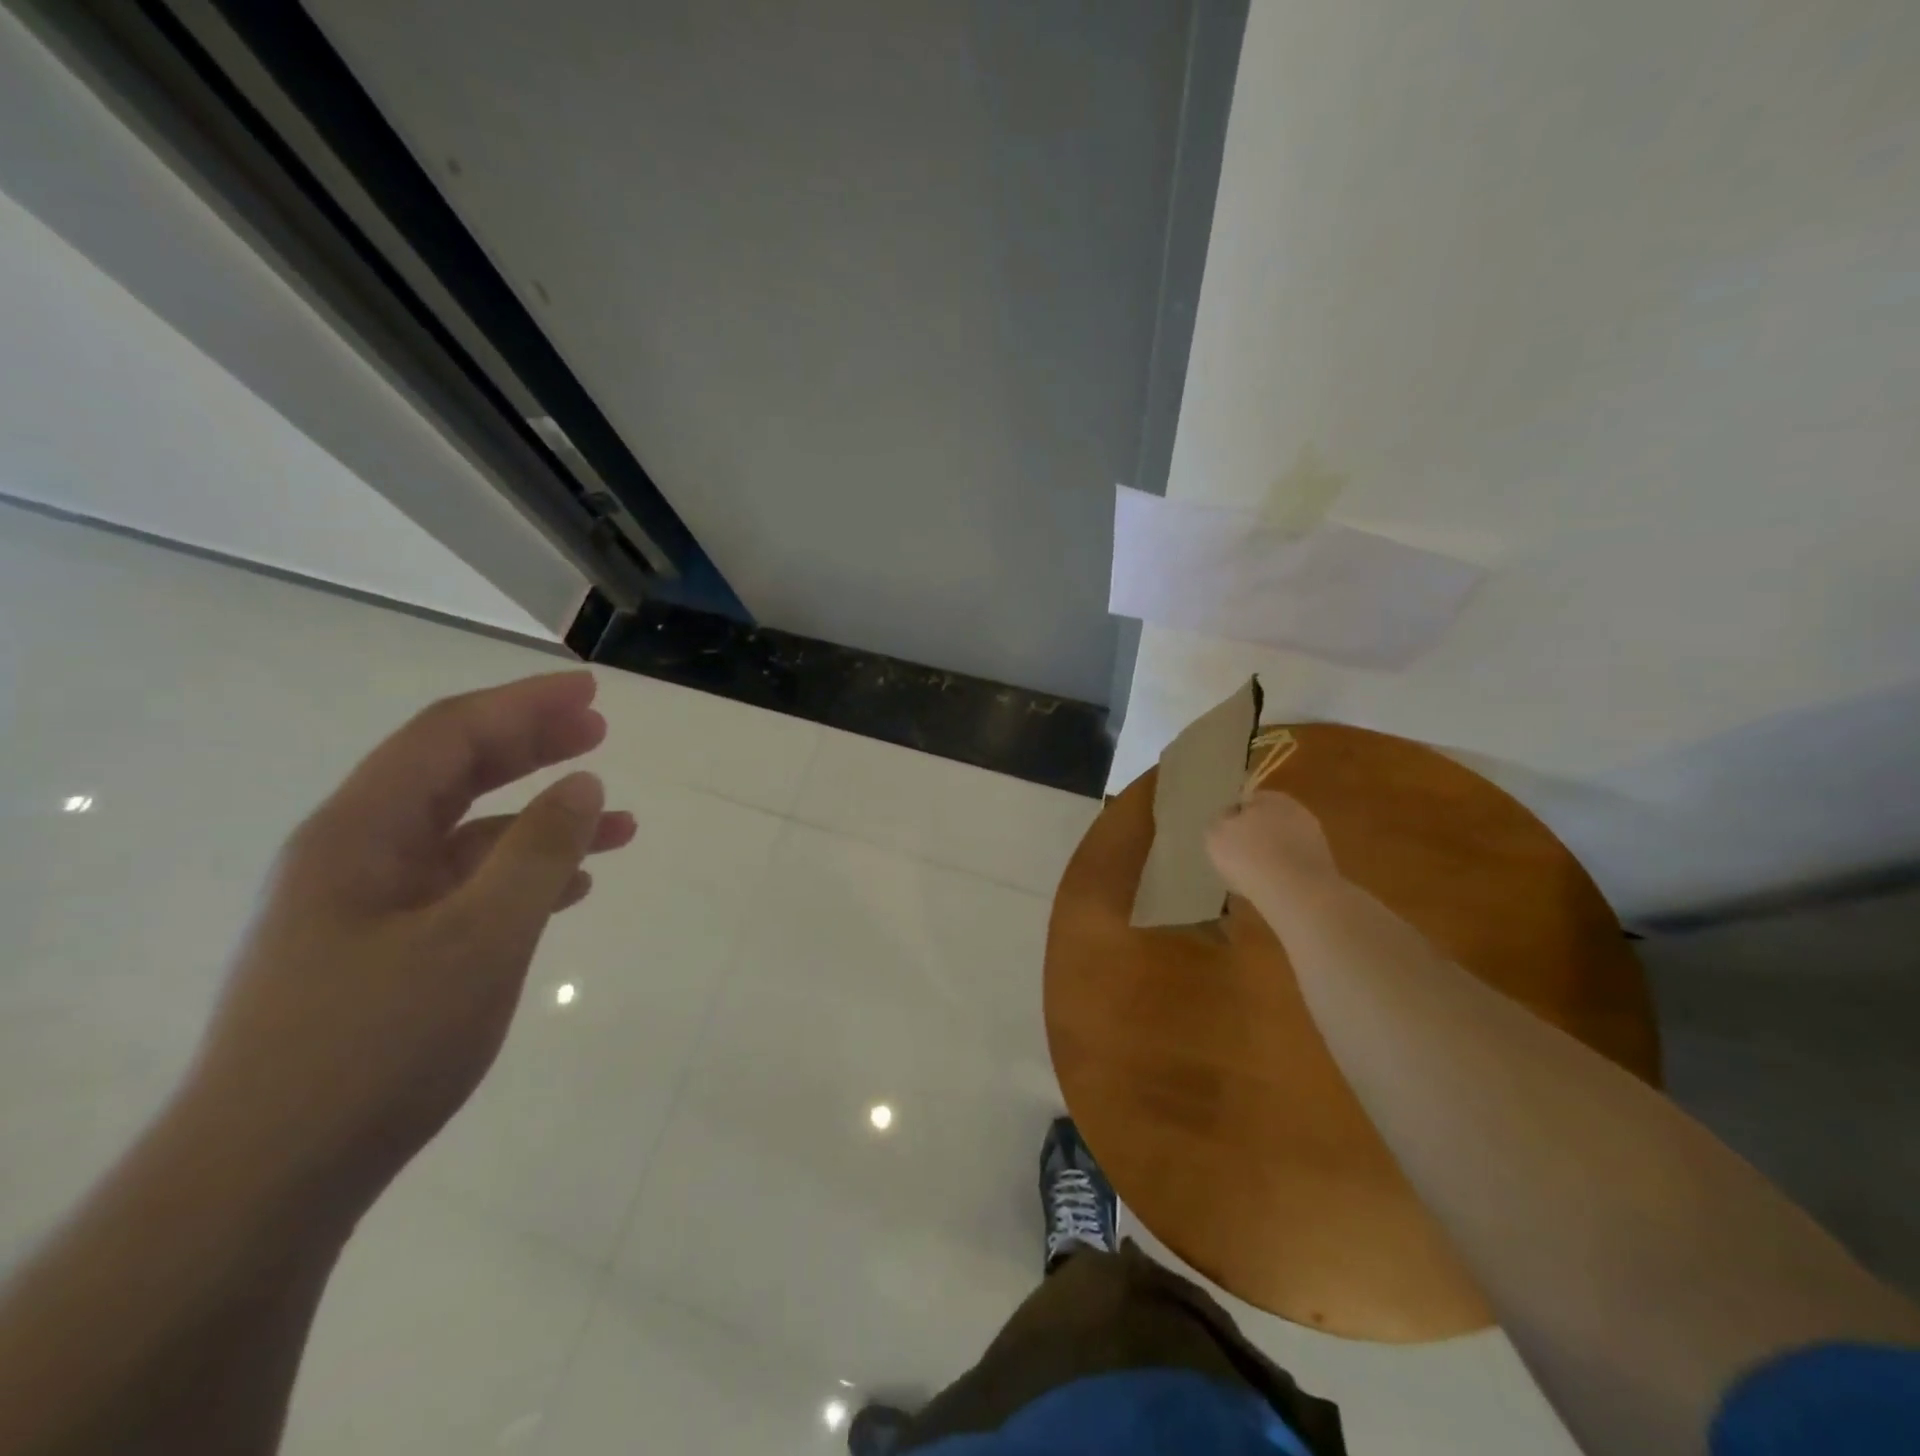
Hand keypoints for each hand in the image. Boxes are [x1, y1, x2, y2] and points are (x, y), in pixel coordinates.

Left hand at [185, 672, 634, 1216]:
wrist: (267, 1183)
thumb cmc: (376, 1045)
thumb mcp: (479, 938)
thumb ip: (537, 852)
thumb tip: (583, 785)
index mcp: (359, 833)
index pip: (448, 736)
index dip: (524, 705)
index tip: (591, 695)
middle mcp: (356, 855)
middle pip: (454, 773)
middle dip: (531, 746)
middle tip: (600, 733)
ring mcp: (369, 907)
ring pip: (468, 834)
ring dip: (540, 819)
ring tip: (616, 823)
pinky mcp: (385, 952)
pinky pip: (466, 887)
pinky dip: (522, 874)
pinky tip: (569, 889)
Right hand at [1205, 791, 1340, 903]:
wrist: (1294, 890)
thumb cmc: (1248, 855)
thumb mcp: (1215, 834)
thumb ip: (1219, 822)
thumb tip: (1227, 820)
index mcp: (1269, 797)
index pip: (1247, 802)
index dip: (1233, 820)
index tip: (1225, 840)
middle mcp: (1296, 810)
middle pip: (1268, 822)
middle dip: (1255, 836)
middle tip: (1238, 858)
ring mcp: (1314, 837)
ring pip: (1283, 844)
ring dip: (1272, 856)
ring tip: (1254, 877)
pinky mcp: (1324, 864)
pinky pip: (1295, 865)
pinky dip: (1285, 874)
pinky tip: (1273, 888)